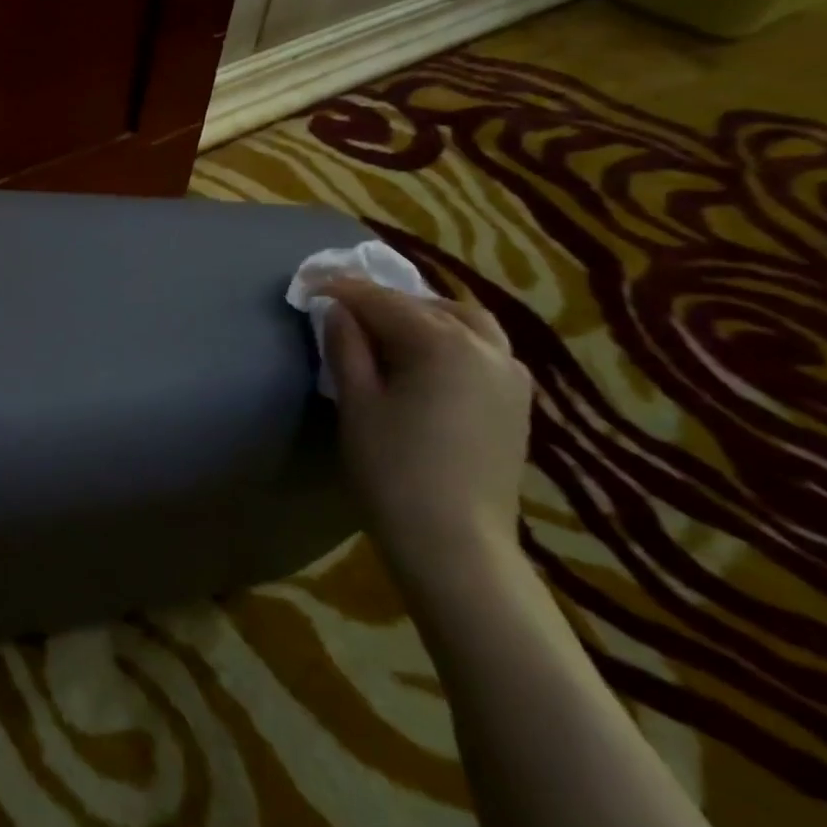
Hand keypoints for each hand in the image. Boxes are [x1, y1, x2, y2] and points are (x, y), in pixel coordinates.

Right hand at [319, 277, 533, 594]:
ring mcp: (510, 375)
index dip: (341, 289)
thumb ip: (346, 347)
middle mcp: (486, 348)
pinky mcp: (518, 403)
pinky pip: (482, 350)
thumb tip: (336, 309)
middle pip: (428, 305)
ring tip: (387, 329)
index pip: (382, 300)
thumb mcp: (357, 403)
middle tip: (344, 309)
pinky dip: (450, 340)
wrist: (455, 543)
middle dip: (386, 300)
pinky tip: (424, 360)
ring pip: (464, 324)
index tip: (308, 283)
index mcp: (442, 343)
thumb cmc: (393, 470)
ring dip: (423, 316)